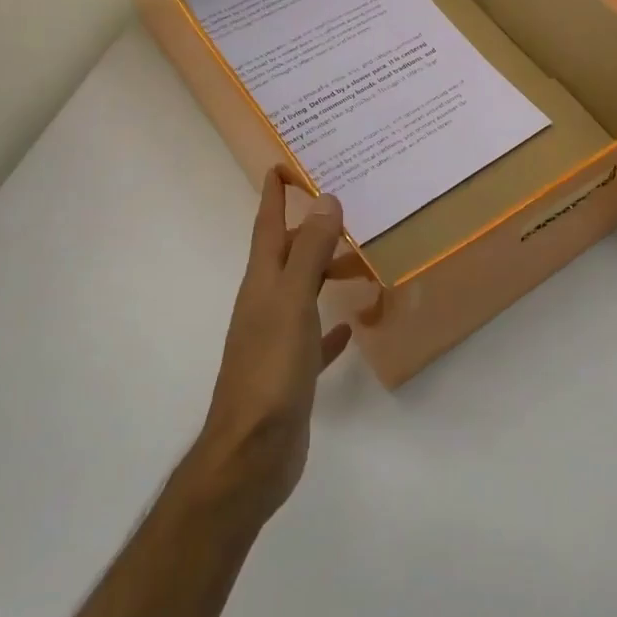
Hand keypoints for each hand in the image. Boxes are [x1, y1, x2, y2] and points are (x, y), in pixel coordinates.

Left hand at [194, 168, 352, 522]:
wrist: (252, 453)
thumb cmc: (271, 370)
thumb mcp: (292, 302)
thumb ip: (309, 251)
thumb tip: (325, 199)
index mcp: (262, 283)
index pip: (266, 226)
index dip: (273, 195)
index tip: (283, 163)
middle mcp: (266, 304)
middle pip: (289, 256)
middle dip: (312, 232)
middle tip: (350, 211)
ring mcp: (277, 339)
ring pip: (305, 293)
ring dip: (328, 275)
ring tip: (364, 264)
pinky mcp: (292, 373)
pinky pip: (315, 338)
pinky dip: (331, 326)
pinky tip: (353, 326)